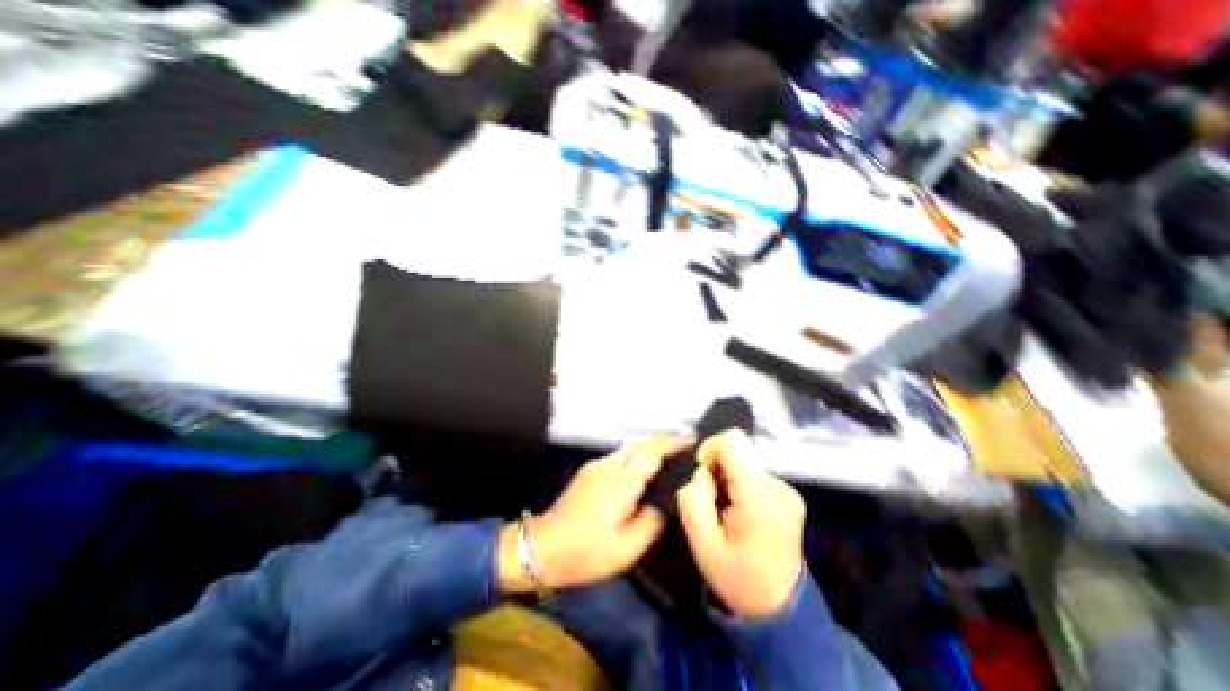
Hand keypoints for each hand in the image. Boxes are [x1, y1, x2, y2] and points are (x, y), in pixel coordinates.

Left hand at [498, 437, 689, 587]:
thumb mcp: (626, 549)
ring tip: (664, 457)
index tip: (689, 441)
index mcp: (622, 483)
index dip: (671, 443)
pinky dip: (634, 456)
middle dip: (661, 440)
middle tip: (680, 447)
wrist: (544, 546)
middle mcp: (610, 467)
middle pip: (639, 443)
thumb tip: (658, 507)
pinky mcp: (588, 471)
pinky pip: (618, 456)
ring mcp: (596, 466)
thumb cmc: (586, 552)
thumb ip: (649, 524)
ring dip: (647, 447)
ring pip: (627, 448)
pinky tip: (639, 471)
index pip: (651, 453)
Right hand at [678, 432, 802, 615]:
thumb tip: (702, 473)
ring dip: (727, 480)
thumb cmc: (736, 578)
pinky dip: (739, 485)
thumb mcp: (701, 544)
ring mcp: (788, 490)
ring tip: (726, 512)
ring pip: (743, 462)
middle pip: (737, 452)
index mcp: (760, 498)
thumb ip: (693, 499)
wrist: (778, 608)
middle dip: (717, 471)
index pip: (733, 442)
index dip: (711, 448)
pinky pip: (752, 473)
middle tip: (713, 505)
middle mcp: (779, 487)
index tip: (702, 473)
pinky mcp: (788, 493)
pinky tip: (740, 513)